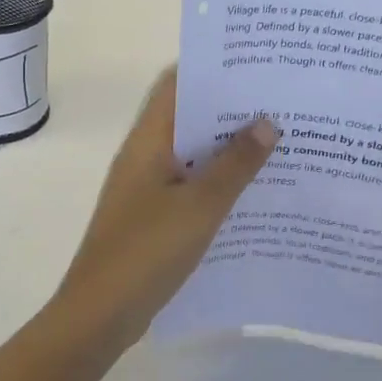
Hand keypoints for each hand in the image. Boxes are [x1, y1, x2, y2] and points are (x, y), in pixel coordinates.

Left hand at [50, 69, 278, 348]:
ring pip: (195, 154)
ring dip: (229, 148)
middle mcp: (147, 155)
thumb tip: (267, 120)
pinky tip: (257, 191)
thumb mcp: (200, 206)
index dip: (213, 69)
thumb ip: (235, 164)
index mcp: (149, 141)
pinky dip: (221, 181)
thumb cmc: (146, 252)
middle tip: (282, 102)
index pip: (177, 85)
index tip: (257, 64)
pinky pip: (193, 185)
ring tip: (280, 140)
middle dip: (232, 109)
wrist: (100, 316)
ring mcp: (149, 187)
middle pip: (190, 118)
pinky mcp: (156, 216)